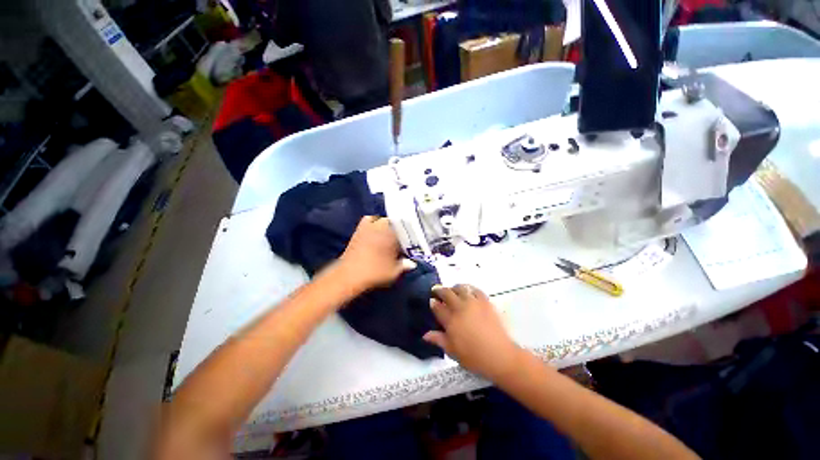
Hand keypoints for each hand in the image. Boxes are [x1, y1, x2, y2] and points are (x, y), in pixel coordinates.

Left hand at [337, 216, 415, 291]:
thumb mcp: (394, 272)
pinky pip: (368, 220)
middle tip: (400, 240)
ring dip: (386, 225)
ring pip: (381, 219)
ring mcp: (368, 226)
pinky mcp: (358, 230)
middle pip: (393, 223)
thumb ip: (404, 265)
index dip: (409, 236)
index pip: (405, 230)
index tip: (410, 243)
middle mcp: (381, 226)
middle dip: (397, 230)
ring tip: (388, 234)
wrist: (349, 275)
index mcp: (392, 234)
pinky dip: (372, 222)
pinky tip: (374, 231)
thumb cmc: (375, 272)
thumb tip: (412, 263)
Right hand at [423, 284, 522, 381]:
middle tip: (436, 290)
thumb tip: (425, 335)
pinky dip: (470, 288)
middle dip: (440, 290)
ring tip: (452, 289)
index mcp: (450, 320)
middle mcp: (460, 308)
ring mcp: (473, 303)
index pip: (438, 307)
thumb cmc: (473, 357)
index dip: (433, 303)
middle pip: (447, 293)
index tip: (431, 300)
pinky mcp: (485, 302)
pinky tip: (468, 291)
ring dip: (454, 287)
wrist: (499, 355)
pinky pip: (475, 290)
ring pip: (460, 288)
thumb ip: (438, 340)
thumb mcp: (452, 351)